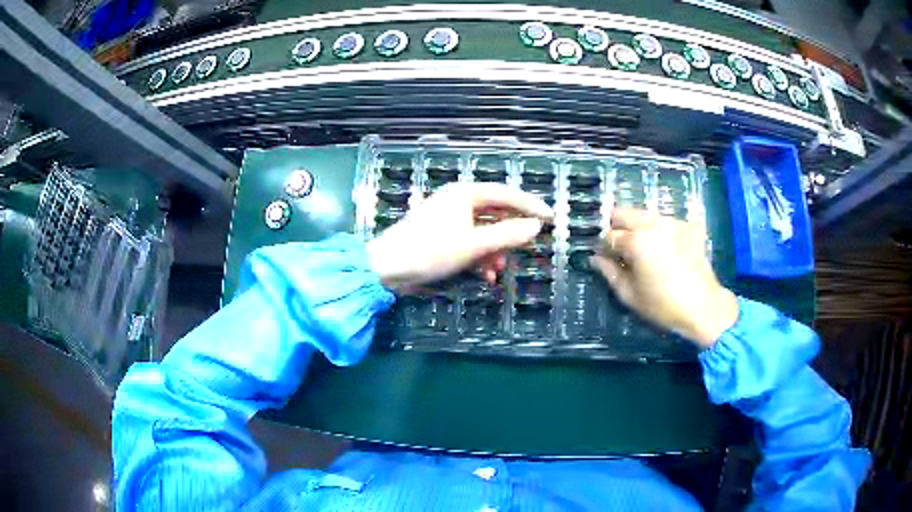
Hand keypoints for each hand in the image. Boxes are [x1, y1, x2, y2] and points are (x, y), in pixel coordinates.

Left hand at [367, 183, 552, 292]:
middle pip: (495, 213)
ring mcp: (448, 219)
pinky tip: (485, 275)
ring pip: (483, 231)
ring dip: (494, 250)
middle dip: (510, 235)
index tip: (550, 218)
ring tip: (499, 269)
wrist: (387, 269)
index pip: (507, 194)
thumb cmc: (431, 251)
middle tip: (527, 247)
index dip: (531, 206)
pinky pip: (469, 242)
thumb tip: (536, 226)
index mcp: (465, 194)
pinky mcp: (441, 236)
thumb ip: (508, 235)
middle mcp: (458, 201)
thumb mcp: (474, 245)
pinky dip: (480, 257)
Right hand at [590, 209, 738, 347]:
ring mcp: (671, 222)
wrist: (703, 306)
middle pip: (624, 213)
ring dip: (636, 225)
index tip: (603, 257)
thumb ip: (610, 273)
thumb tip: (595, 259)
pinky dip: (656, 229)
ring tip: (639, 246)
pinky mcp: (686, 226)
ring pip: (644, 214)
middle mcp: (652, 224)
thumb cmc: (663, 305)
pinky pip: (664, 221)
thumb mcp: (630, 295)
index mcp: (636, 241)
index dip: (602, 246)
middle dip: (616, 226)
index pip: (608, 235)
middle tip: (617, 246)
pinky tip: (660, 246)